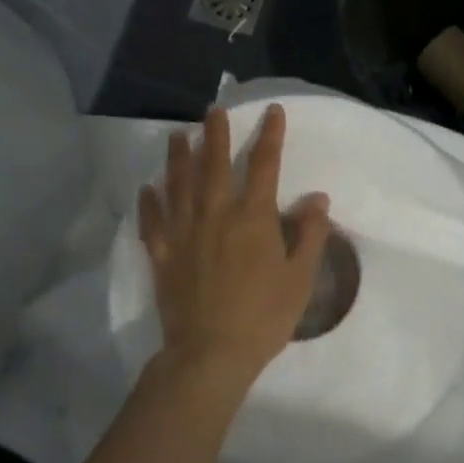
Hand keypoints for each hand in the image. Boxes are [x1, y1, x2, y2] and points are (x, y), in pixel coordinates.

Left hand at [138, 104, 331, 380]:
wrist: (212, 352)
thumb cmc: (265, 315)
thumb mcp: (300, 277)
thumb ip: (310, 234)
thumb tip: (317, 198)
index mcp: (253, 218)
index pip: (264, 165)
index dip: (270, 136)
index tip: (272, 111)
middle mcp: (215, 214)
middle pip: (215, 164)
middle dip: (216, 134)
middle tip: (214, 110)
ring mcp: (184, 233)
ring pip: (179, 184)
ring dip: (179, 156)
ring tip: (178, 134)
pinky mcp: (162, 255)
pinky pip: (153, 221)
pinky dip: (149, 202)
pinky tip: (147, 188)